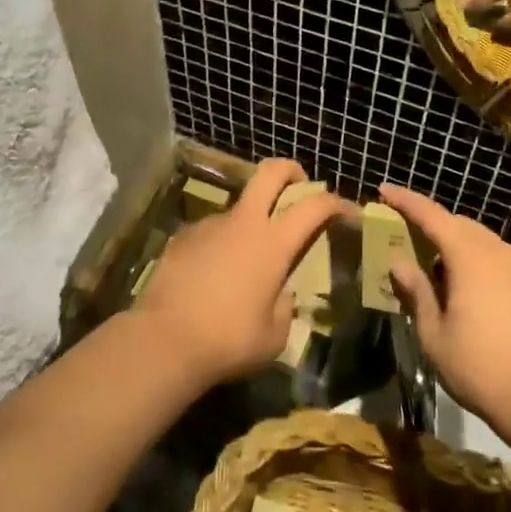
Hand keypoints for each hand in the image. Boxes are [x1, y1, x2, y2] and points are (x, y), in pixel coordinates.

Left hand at [135, 160, 347, 384]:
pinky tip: (213, 276)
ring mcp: (209, 226)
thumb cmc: (228, 341)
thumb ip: (284, 307)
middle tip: (298, 184)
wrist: (163, 341)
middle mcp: (243, 223)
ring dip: (250, 220)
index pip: (314, 205)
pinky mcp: (182, 238)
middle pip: (270, 172)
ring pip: (238, 207)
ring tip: (246, 259)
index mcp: (273, 243)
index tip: (348, 212)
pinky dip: (221, 244)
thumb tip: (280, 294)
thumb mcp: (274, 336)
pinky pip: (211, 232)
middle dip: (290, 170)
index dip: (336, 203)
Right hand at [378, 184, 510, 426]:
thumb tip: (399, 262)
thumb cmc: (480, 366)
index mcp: (468, 256)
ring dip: (451, 242)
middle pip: (456, 223)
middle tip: (403, 233)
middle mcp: (495, 250)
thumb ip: (416, 291)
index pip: (431, 216)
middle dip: (429, 223)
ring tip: (430, 266)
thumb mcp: (434, 333)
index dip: (406, 201)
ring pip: (476, 238)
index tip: (384, 190)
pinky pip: (492, 255)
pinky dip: (470, 258)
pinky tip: (459, 285)